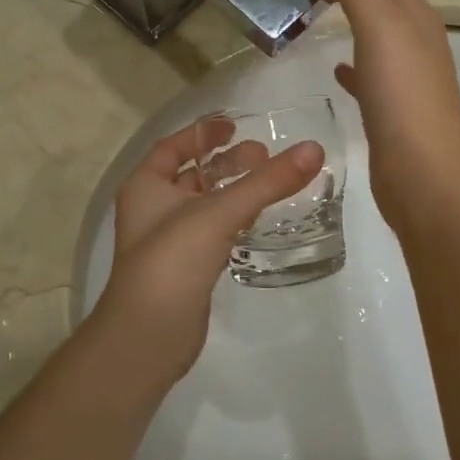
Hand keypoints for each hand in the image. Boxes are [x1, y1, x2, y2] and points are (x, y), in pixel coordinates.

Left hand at [92, 120, 324, 386]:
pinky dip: (233, 221)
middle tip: (265, 156)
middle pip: (192, 175)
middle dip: (225, 163)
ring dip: (233, 192)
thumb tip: (314, 149)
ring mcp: (168, 242)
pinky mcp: (186, 269)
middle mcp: (152, 209)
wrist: (149, 334)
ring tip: (270, 184)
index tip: (234, 125)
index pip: (172, 147)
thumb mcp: (220, 212)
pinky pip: (212, 233)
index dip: (202, 134)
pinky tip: (258, 221)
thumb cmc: (174, 260)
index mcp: (145, 186)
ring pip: (204, 205)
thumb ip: (267, 182)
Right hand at [310, 0, 459, 230]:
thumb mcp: (383, 29)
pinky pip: (367, 71)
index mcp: (413, 14)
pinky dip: (351, 59)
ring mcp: (405, 75)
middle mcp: (414, 38)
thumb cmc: (405, 99)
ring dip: (349, 3)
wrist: (427, 176)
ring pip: (373, 26)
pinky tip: (337, 65)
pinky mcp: (391, 108)